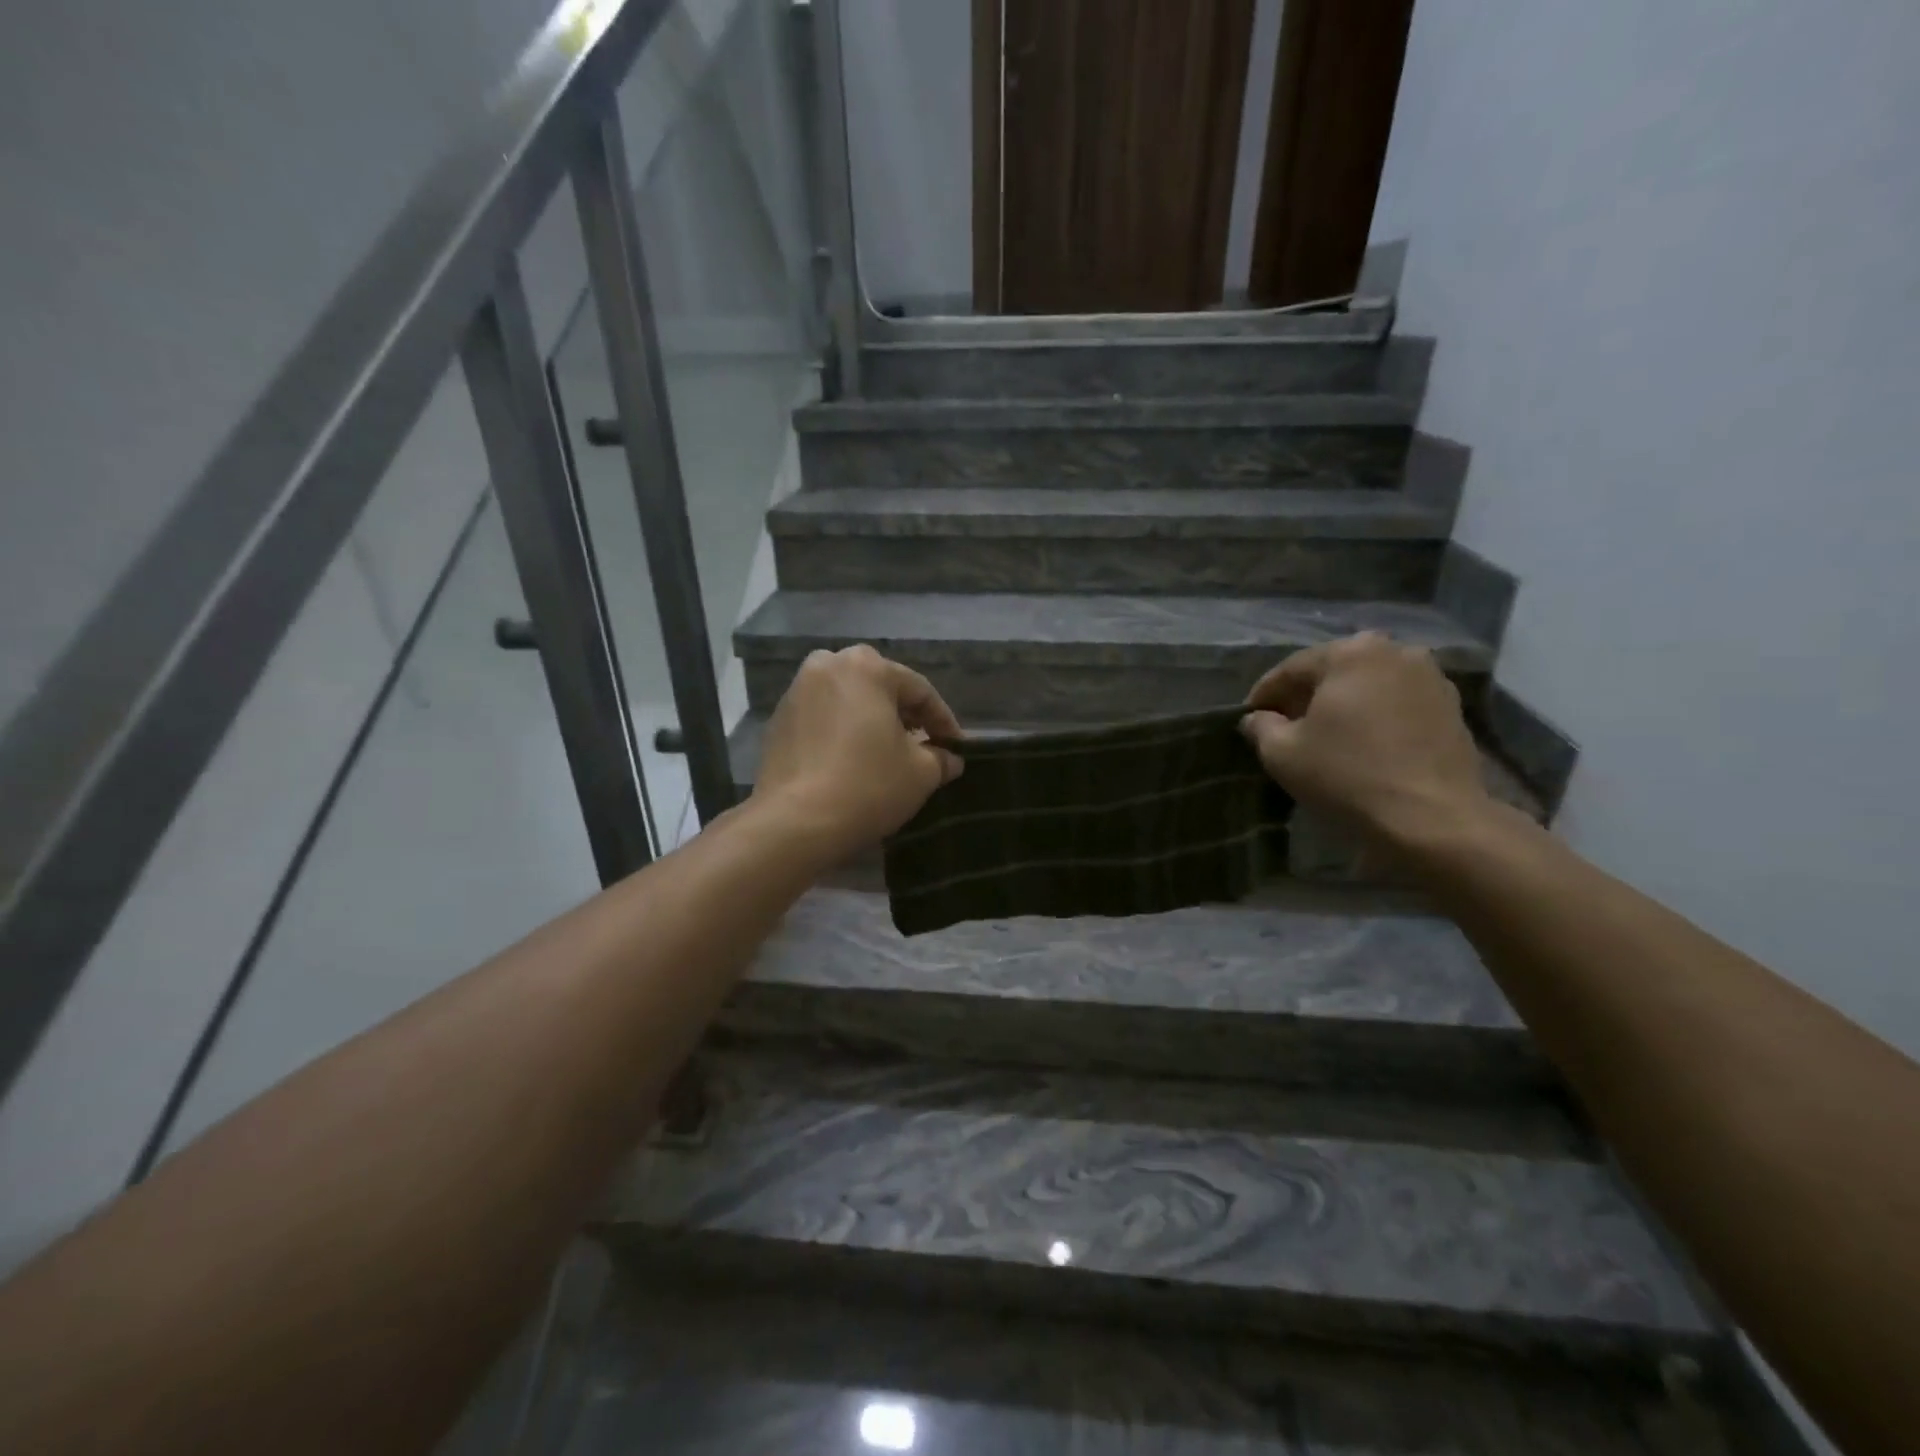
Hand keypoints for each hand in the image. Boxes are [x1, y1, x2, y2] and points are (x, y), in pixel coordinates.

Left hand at [753, 645, 963, 854]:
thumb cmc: (868, 785)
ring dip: (871, 722)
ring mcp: (796, 692)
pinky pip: (823, 720)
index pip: (919, 690)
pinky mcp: (778, 722)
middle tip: (924, 745)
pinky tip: (853, 761)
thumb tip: (950, 759)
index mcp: (866, 667)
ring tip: (888, 754)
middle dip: (905, 716)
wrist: (796, 822)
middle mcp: (827, 666)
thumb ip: (940, 758)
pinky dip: (842, 733)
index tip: (956, 747)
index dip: (943, 721)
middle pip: (880, 688)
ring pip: (848, 702)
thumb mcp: (921, 773)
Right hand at [1240, 632, 1489, 847]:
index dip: (1265, 695)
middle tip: (1285, 725)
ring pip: (1369, 685)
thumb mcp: (1282, 753)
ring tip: (1326, 735)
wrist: (1432, 818)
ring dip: (1343, 704)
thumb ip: (1261, 727)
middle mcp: (1394, 651)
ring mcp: (1430, 677)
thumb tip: (1256, 718)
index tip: (1249, 718)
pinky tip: (1363, 743)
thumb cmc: (1347, 775)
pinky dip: (1375, 715)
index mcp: (1350, 653)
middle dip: (1306, 696)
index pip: (1291, 669)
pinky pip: (1397, 703)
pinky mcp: (1452, 706)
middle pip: (1334, 671)